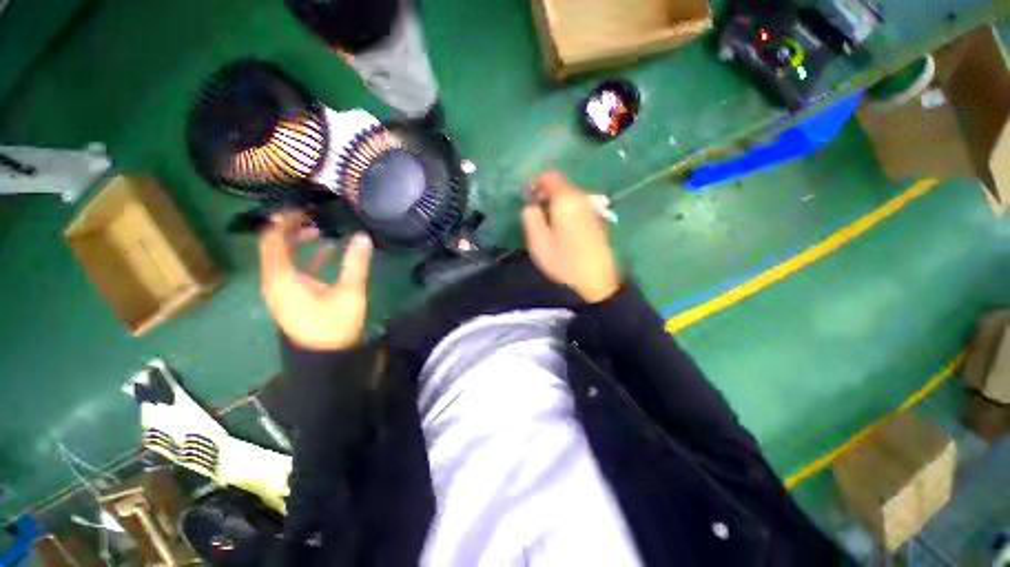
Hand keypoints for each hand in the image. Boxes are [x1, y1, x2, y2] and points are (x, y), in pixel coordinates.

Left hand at [259, 212, 373, 350]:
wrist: (323, 358)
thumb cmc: (333, 324)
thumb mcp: (349, 292)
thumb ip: (355, 263)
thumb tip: (363, 237)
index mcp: (282, 277)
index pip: (273, 240)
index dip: (284, 221)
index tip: (303, 209)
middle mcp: (275, 281)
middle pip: (274, 247)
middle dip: (291, 229)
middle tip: (312, 216)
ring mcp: (281, 290)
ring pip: (282, 258)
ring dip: (298, 242)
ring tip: (319, 230)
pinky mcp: (291, 297)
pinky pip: (291, 270)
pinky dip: (304, 258)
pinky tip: (326, 252)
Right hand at [522, 171, 619, 302]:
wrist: (595, 282)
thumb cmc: (563, 261)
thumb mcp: (538, 241)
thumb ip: (531, 218)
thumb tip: (531, 206)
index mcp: (566, 200)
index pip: (550, 177)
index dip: (535, 181)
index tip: (526, 194)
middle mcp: (582, 199)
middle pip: (562, 185)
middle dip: (546, 191)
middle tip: (533, 206)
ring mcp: (592, 210)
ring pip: (571, 196)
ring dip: (556, 201)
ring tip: (545, 217)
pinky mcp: (597, 222)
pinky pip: (578, 207)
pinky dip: (566, 209)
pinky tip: (561, 225)